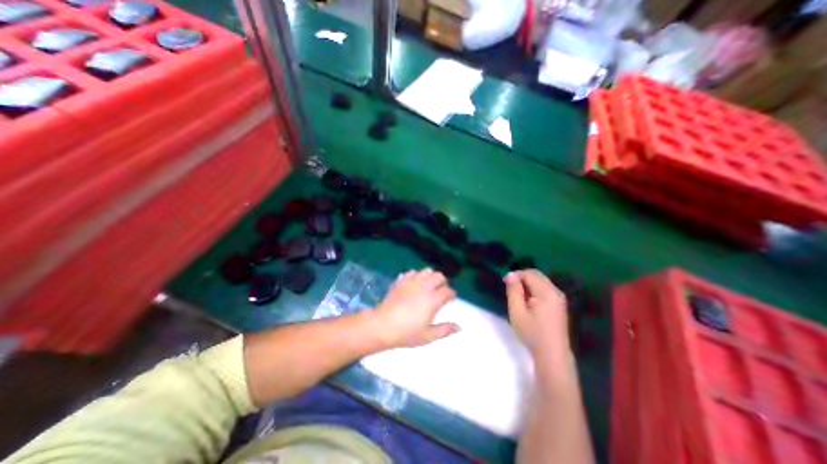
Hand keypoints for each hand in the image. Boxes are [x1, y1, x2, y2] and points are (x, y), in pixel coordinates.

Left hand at [370, 269, 454, 348]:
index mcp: (433, 300)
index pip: (447, 291)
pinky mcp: (401, 280)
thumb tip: (459, 327)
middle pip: (439, 276)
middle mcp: (424, 287)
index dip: (451, 294)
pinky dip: (416, 275)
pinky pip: (412, 272)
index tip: (450, 298)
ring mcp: (412, 282)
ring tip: (428, 285)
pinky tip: (414, 283)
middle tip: (440, 291)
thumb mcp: (428, 336)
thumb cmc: (406, 333)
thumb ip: (444, 330)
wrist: (382, 325)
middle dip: (442, 282)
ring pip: (426, 271)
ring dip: (430, 276)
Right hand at [504, 269, 569, 357]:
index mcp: (546, 292)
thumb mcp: (517, 312)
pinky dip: (534, 290)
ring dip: (527, 284)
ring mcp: (559, 298)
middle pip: (536, 275)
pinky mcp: (559, 304)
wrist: (553, 355)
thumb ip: (513, 291)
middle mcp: (556, 291)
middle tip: (511, 290)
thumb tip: (510, 275)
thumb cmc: (532, 333)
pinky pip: (545, 289)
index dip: (516, 275)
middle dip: (522, 278)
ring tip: (518, 298)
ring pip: (540, 281)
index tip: (505, 284)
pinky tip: (528, 303)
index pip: (529, 273)